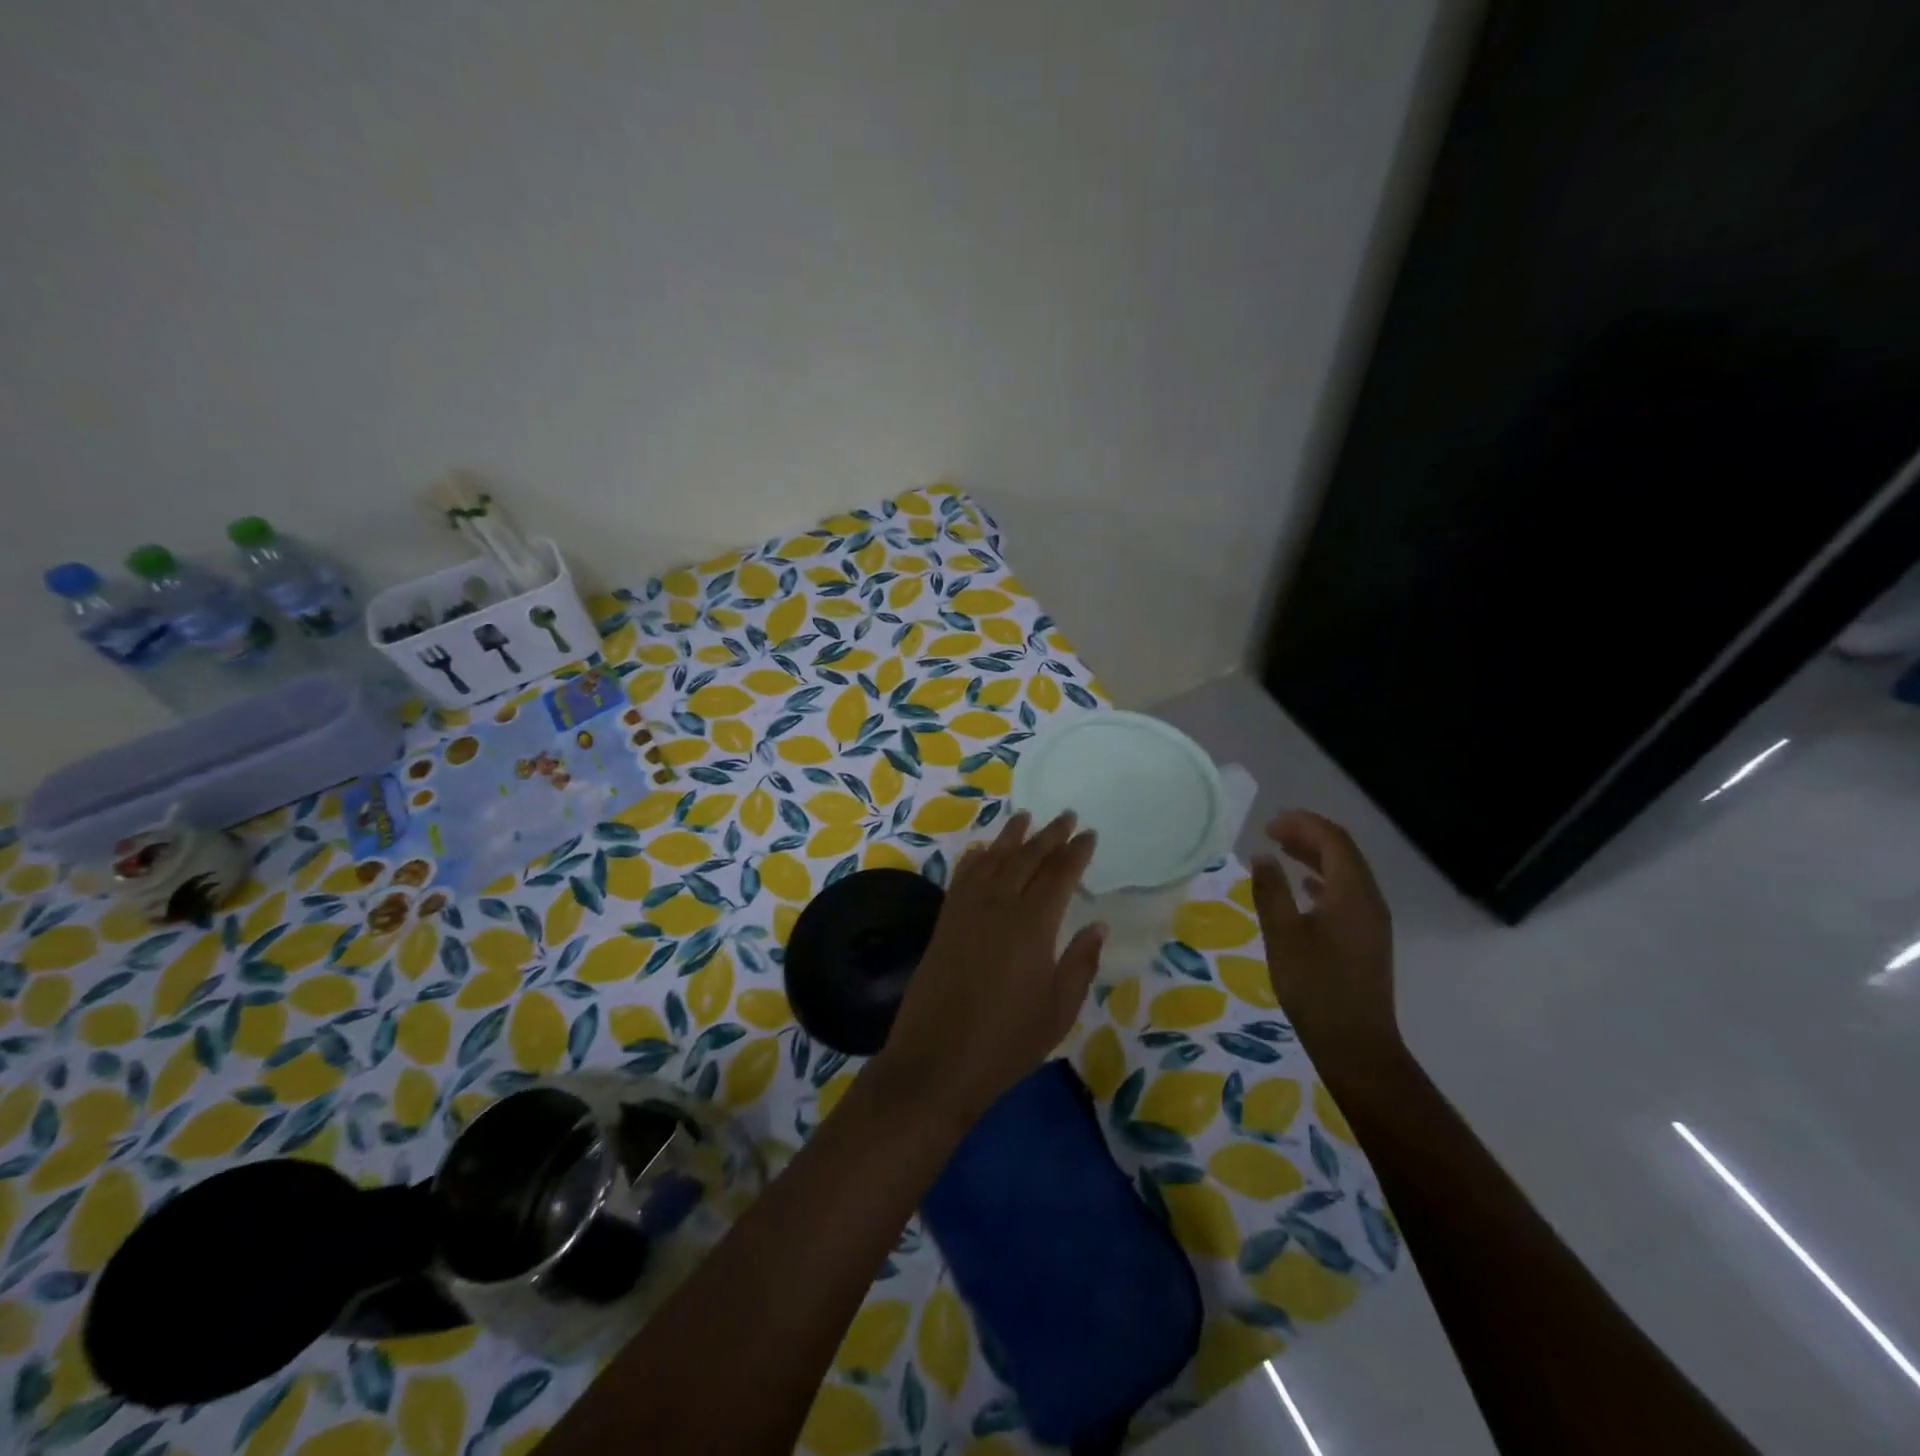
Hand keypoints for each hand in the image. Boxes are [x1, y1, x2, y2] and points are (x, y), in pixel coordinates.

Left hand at [876, 811, 1103, 1124]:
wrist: (937, 1060)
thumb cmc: (1008, 1041)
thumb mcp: (1059, 1009)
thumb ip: (1080, 962)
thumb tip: (1098, 924)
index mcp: (1033, 924)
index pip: (1059, 875)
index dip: (1075, 852)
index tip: (1088, 833)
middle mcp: (999, 906)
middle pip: (1026, 859)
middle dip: (1049, 835)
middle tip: (1066, 816)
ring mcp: (967, 911)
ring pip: (993, 860)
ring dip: (1011, 837)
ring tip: (1025, 818)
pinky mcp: (944, 922)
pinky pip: (963, 878)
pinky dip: (975, 859)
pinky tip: (982, 850)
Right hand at [1250, 810, 1401, 1077]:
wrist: (1355, 1045)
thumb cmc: (1315, 987)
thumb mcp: (1282, 936)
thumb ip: (1271, 892)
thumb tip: (1262, 856)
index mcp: (1352, 894)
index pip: (1333, 841)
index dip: (1302, 825)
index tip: (1268, 824)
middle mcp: (1369, 901)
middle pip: (1343, 852)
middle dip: (1308, 835)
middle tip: (1271, 832)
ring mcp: (1372, 921)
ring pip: (1346, 872)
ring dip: (1315, 856)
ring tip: (1281, 851)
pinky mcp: (1367, 938)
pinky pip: (1347, 893)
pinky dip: (1323, 879)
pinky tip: (1304, 887)